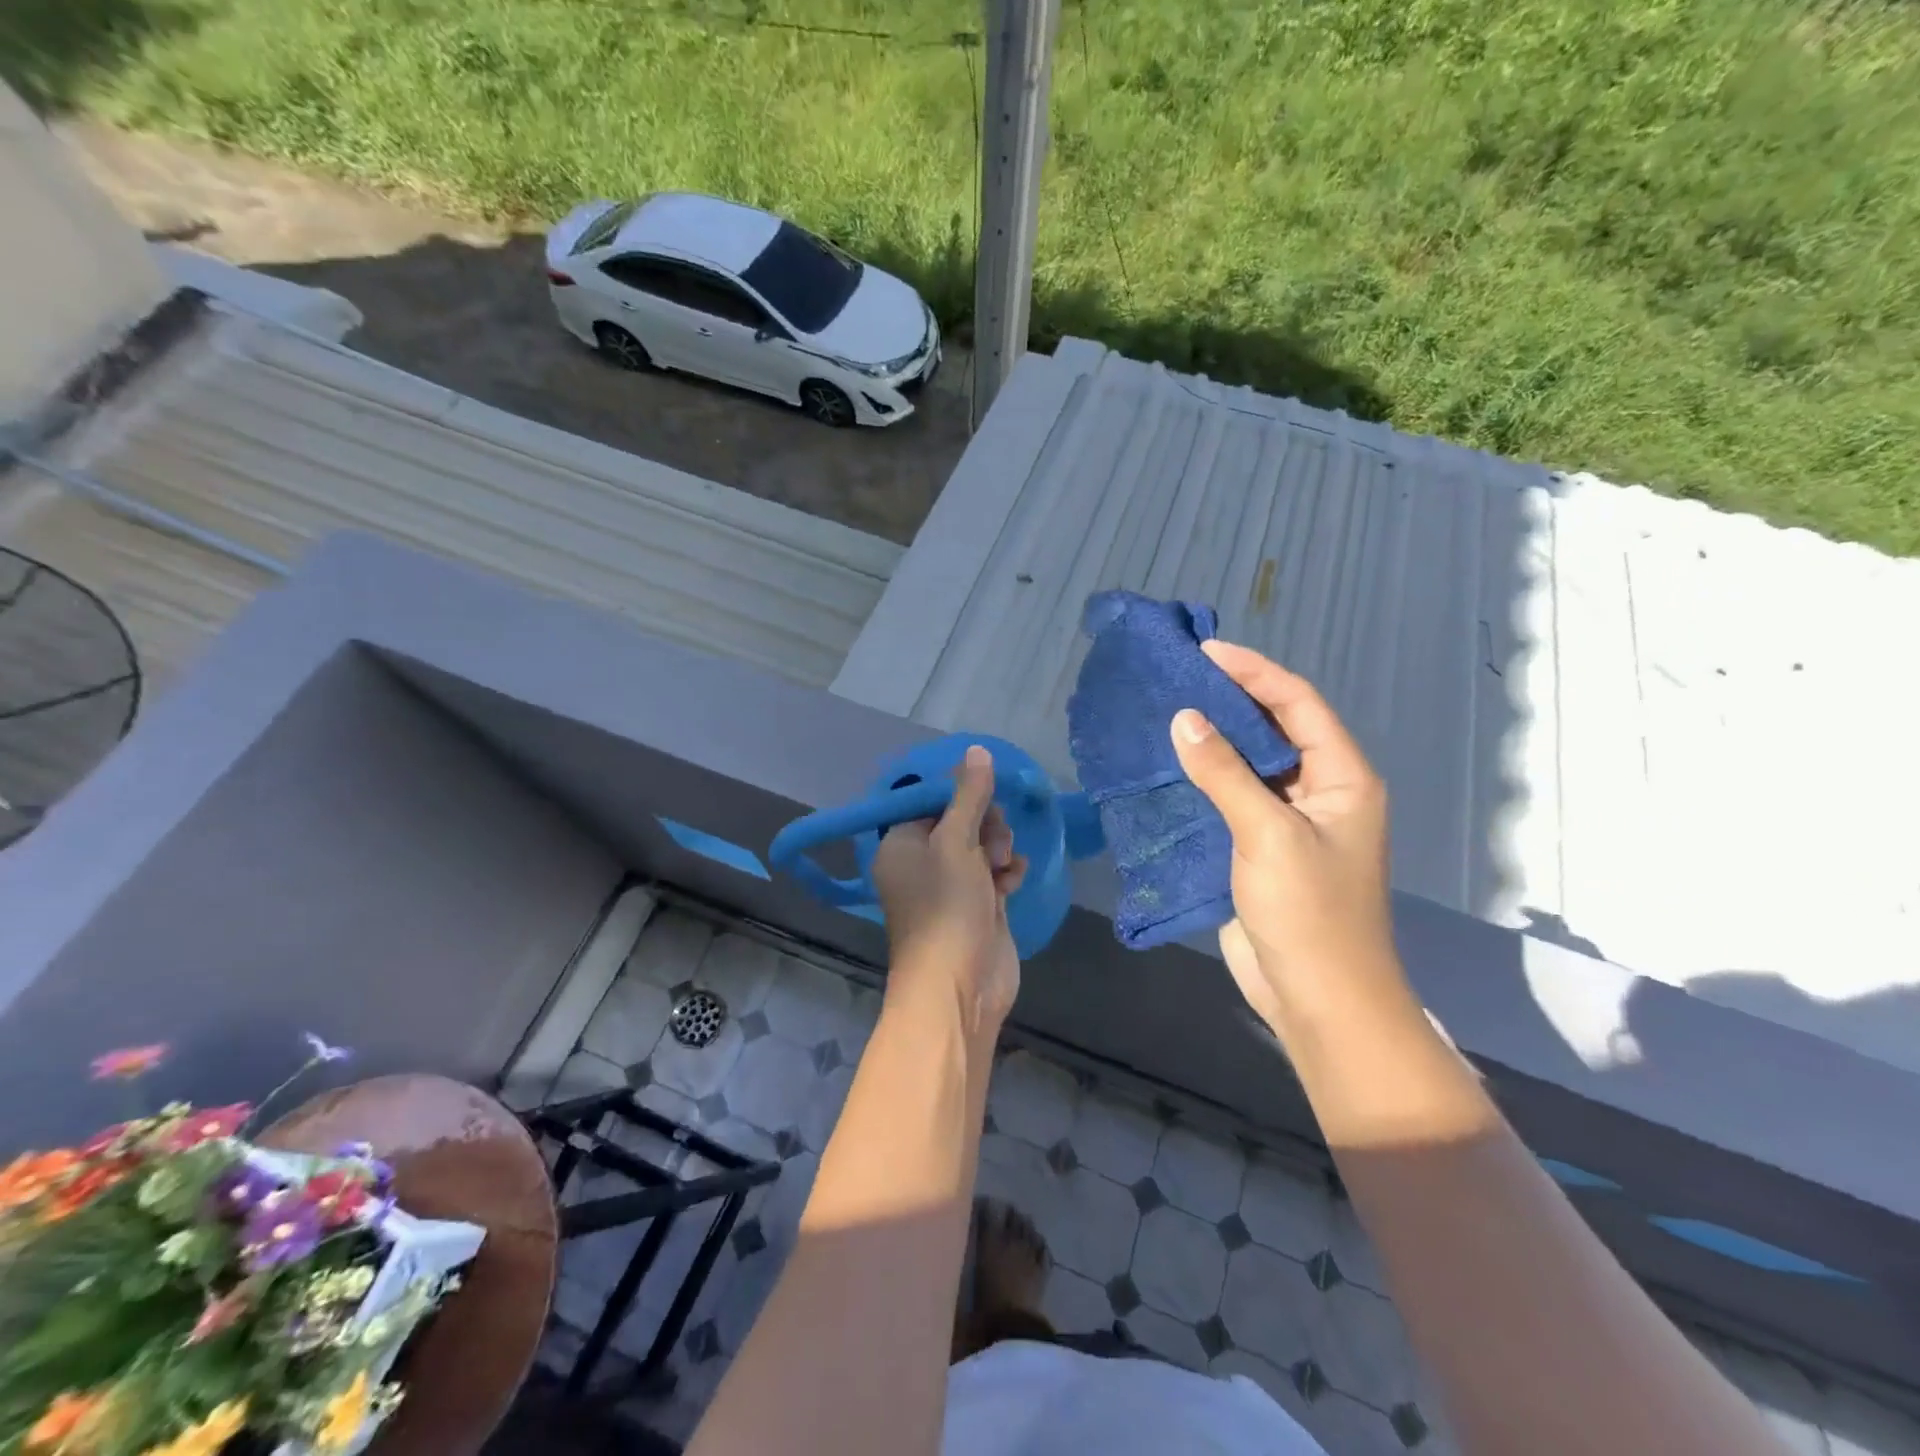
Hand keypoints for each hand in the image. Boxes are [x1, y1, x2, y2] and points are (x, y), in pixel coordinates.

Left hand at [871, 745, 1028, 1036]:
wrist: (959, 986)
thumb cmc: (947, 906)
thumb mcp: (956, 841)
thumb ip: (969, 795)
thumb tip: (976, 751)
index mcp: (901, 844)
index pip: (931, 802)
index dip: (961, 796)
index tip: (985, 799)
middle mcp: (920, 864)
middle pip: (959, 822)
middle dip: (984, 825)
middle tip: (993, 843)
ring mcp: (948, 889)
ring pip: (979, 848)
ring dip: (997, 848)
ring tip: (1002, 866)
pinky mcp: (975, 909)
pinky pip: (992, 875)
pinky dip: (1004, 873)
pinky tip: (1013, 879)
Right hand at [1170, 641, 1407, 1036]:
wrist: (1318, 998)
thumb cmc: (1309, 912)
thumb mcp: (1268, 834)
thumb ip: (1225, 774)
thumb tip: (1184, 719)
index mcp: (1343, 778)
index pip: (1299, 705)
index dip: (1255, 673)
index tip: (1207, 653)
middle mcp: (1320, 791)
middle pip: (1275, 729)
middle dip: (1232, 700)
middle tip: (1181, 677)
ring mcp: (1289, 821)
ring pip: (1250, 765)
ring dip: (1214, 740)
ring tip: (1168, 712)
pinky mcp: (1260, 848)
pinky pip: (1231, 799)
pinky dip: (1203, 779)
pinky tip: (1169, 767)